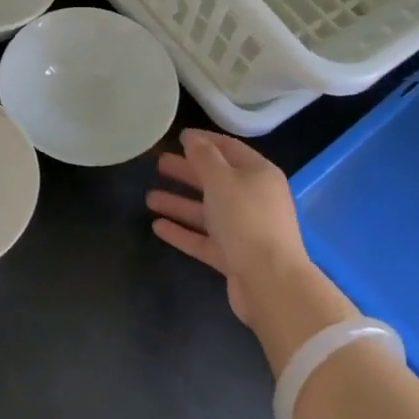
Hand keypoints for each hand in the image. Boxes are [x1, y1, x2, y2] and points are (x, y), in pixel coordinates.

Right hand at [147, 130, 353, 373]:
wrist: (270, 281)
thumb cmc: (247, 220)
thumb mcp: (222, 180)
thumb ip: (204, 158)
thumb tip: (192, 138)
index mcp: (259, 175)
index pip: (230, 149)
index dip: (205, 141)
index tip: (179, 136)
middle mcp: (254, 199)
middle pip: (216, 180)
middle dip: (188, 172)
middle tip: (159, 164)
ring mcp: (244, 230)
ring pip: (207, 211)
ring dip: (180, 204)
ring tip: (149, 198)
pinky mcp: (234, 257)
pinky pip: (204, 239)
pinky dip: (183, 232)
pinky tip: (157, 227)